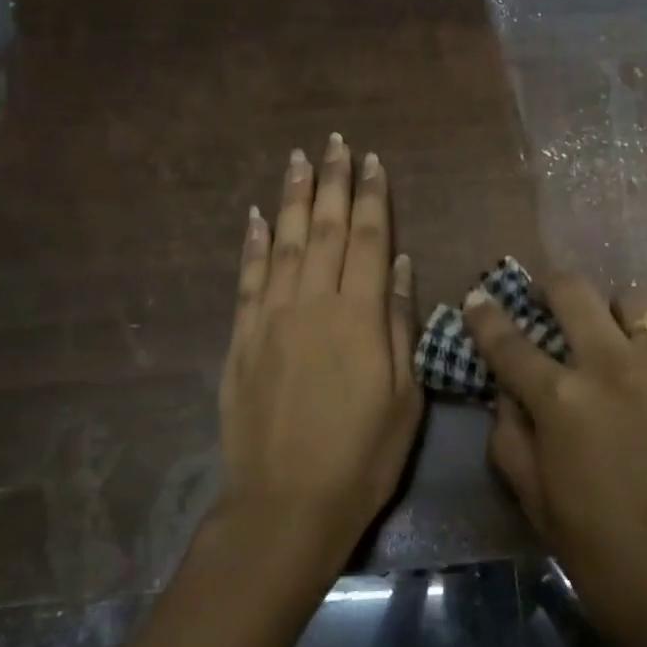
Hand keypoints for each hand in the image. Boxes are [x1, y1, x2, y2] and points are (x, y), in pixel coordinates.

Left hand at [218, 136, 422, 574]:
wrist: (287, 503)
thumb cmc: (362, 456)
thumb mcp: (404, 396)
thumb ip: (402, 324)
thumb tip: (403, 265)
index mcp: (360, 317)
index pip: (369, 240)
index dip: (372, 197)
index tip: (373, 161)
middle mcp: (313, 304)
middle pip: (325, 230)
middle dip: (332, 183)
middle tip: (334, 143)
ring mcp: (271, 319)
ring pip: (283, 243)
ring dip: (292, 199)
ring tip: (297, 159)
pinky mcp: (241, 339)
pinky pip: (247, 279)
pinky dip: (251, 243)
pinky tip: (255, 216)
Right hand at [464, 278, 646, 646]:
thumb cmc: (611, 561)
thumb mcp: (539, 508)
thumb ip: (512, 442)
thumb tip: (505, 397)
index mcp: (562, 401)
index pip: (509, 342)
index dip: (487, 317)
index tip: (478, 297)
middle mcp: (613, 365)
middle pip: (573, 291)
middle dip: (551, 287)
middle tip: (549, 301)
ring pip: (633, 300)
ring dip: (613, 313)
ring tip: (616, 341)